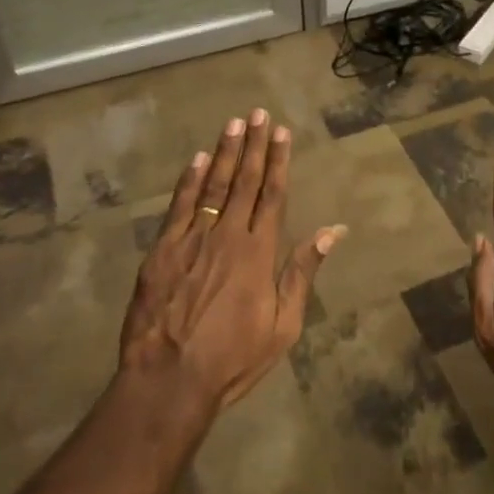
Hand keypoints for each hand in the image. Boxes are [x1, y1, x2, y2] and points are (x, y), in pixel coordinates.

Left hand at [121, 110, 345, 410]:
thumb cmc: (233, 358)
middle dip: (253, 146)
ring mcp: (191, 239)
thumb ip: (303, 273)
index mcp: (259, 252)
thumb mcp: (283, 325)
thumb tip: (332, 232)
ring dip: (224, 153)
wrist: (168, 380)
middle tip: (258, 113)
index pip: (273, 195)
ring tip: (233, 124)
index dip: (279, 161)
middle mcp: (227, 235)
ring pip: (212, 185)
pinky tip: (196, 159)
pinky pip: (179, 206)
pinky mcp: (161, 250)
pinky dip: (188, 180)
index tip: (282, 132)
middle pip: (244, 182)